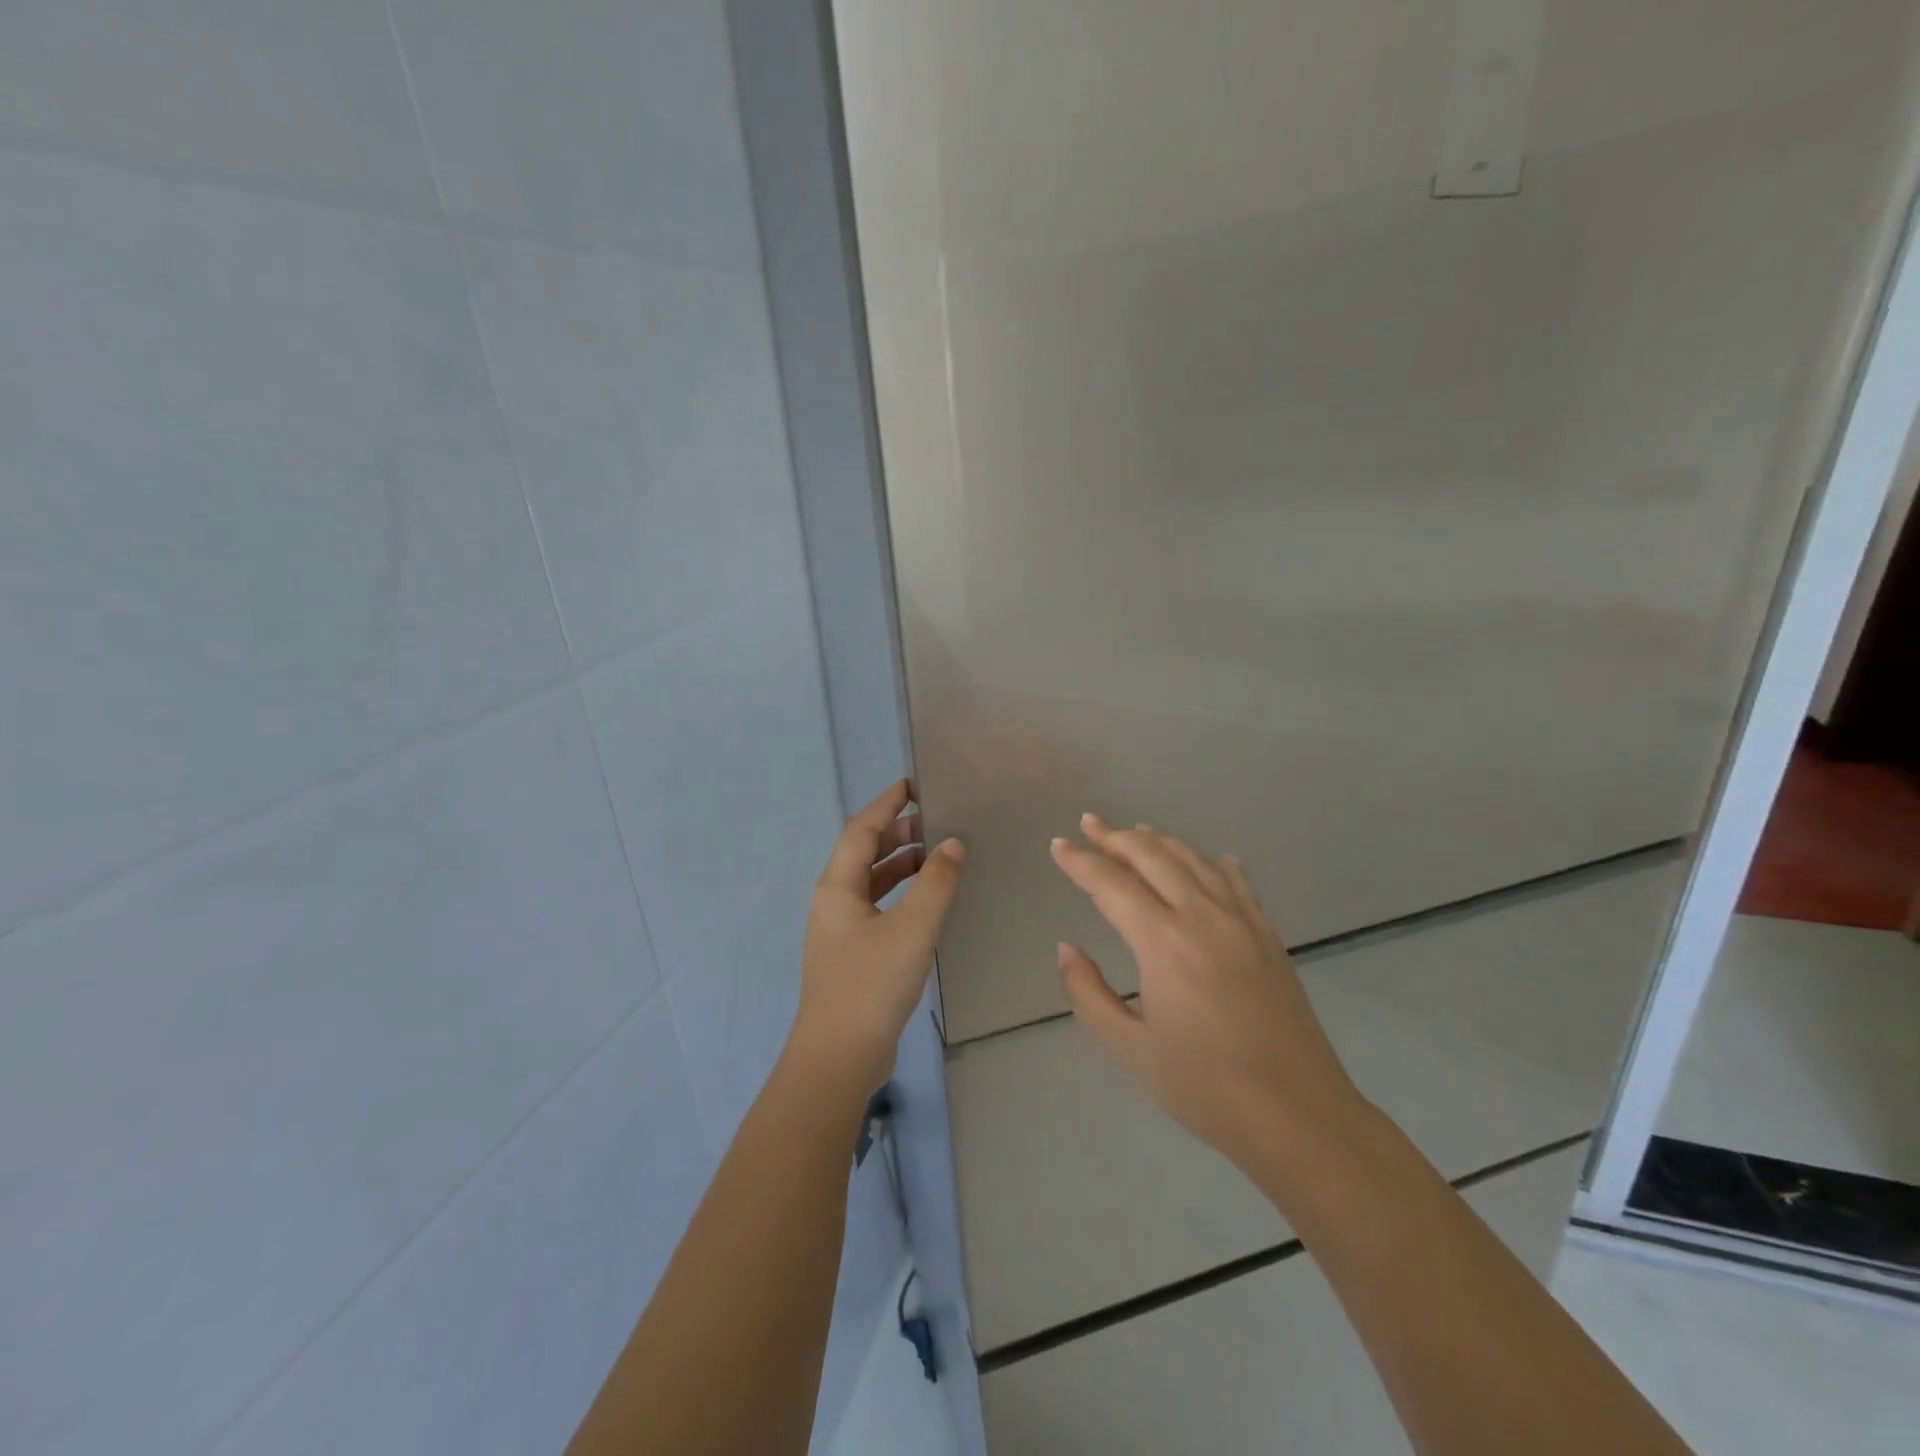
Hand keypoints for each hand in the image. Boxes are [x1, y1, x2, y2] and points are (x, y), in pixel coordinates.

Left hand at [791, 780, 965, 1093]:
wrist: (839, 1057)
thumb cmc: (872, 983)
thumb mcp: (912, 928)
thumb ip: (936, 883)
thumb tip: (953, 844)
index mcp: (837, 886)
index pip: (862, 830)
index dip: (887, 805)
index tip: (913, 786)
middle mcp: (834, 901)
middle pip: (864, 853)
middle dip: (897, 834)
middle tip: (936, 822)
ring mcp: (841, 930)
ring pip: (872, 882)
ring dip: (901, 864)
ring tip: (938, 855)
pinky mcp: (853, 955)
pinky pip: (878, 907)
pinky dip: (902, 894)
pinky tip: (928, 903)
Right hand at [1051, 814, 1361, 1169]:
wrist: (1298, 1115)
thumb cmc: (1204, 1087)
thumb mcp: (1129, 1049)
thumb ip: (1089, 993)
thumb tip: (1067, 949)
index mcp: (1163, 942)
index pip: (1111, 885)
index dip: (1080, 862)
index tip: (1059, 845)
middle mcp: (1202, 917)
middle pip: (1153, 857)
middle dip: (1116, 837)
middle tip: (1090, 824)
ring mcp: (1242, 923)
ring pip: (1195, 861)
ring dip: (1160, 842)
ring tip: (1137, 832)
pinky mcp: (1269, 938)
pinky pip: (1237, 883)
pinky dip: (1214, 863)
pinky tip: (1211, 860)